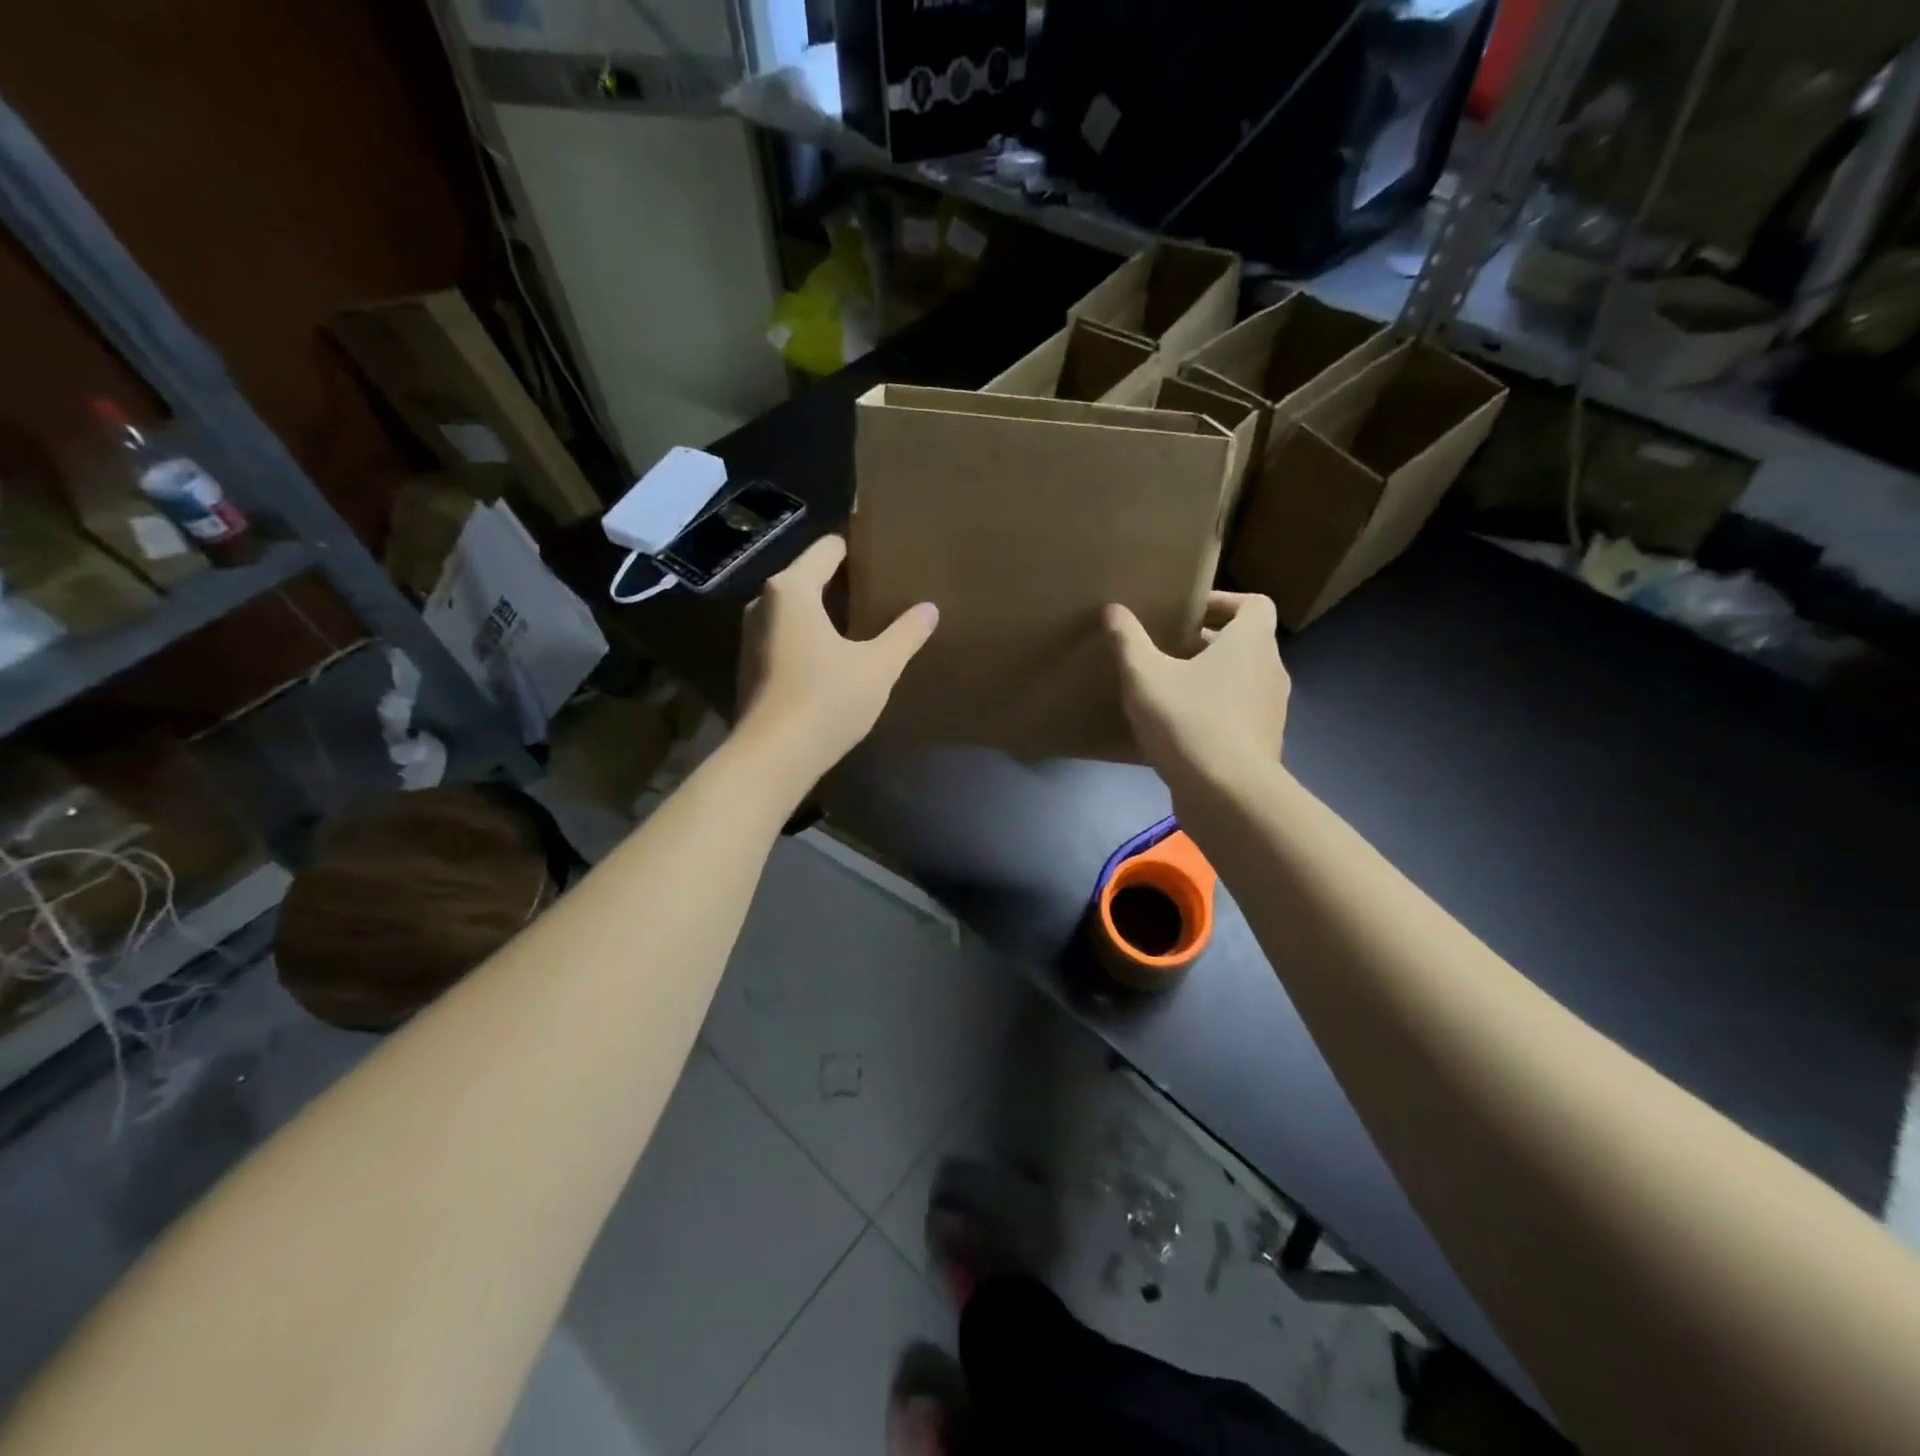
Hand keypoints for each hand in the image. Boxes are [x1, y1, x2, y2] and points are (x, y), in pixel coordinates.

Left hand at [737, 535, 937, 782]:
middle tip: (881, 596)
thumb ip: (906, 634)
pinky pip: (785, 636)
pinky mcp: (750, 666)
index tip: (884, 561)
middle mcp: (763, 603)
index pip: (828, 549)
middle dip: (843, 584)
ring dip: (825, 614)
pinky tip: (834, 661)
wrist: (772, 757)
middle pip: (808, 577)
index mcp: (792, 589)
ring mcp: (751, 636)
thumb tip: (930, 609)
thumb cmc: (826, 701)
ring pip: (795, 609)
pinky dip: (809, 638)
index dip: (857, 551)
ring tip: (861, 628)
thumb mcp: (878, 666)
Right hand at [1106, 592, 1289, 783]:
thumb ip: (1128, 641)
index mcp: (1251, 643)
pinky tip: (1177, 729)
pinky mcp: (1261, 743)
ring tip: (1168, 689)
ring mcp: (1270, 711)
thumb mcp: (1145, 677)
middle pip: (1244, 642)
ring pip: (1241, 680)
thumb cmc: (1190, 722)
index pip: (1254, 604)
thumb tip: (1114, 610)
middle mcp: (1270, 671)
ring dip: (1209, 678)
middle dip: (1206, 642)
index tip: (1186, 613)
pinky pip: (1237, 714)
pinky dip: (1213, 711)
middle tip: (1166, 649)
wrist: (1229, 797)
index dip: (1222, 602)